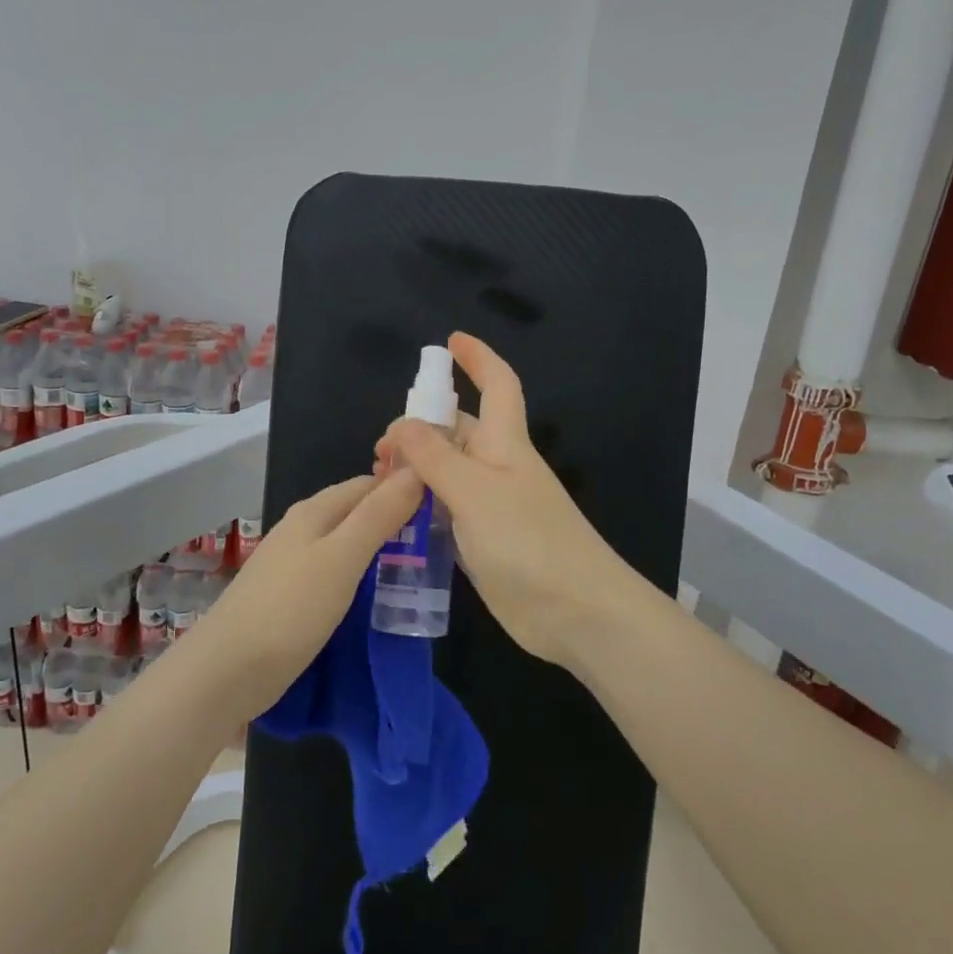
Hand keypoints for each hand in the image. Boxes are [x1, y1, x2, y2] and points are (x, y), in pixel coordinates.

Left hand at [185, 469, 425, 722]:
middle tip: (440, 538)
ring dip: (378, 549)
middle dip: (394, 518)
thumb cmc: (289, 610)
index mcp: (314, 511)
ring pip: (346, 543)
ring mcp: (293, 564)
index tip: (445, 502)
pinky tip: (378, 594)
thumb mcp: (342, 558)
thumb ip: (378, 515)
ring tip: (419, 565)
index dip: (404, 486)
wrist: (226, 672)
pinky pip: (335, 573)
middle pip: (356, 511)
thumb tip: (416, 471)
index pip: (368, 483)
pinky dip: (360, 576)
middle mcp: (302, 529)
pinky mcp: (290, 597)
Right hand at [374, 333, 639, 670]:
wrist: (574, 612)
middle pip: (460, 431)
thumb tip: (402, 424)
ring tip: (378, 483)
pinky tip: (395, 518)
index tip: (451, 341)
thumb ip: (435, 458)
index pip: (499, 385)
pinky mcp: (485, 542)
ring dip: (416, 471)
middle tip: (379, 451)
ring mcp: (492, 507)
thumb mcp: (475, 492)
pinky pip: (448, 511)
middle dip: (421, 428)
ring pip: (448, 474)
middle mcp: (499, 469)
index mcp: (506, 444)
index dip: (478, 359)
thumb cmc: (529, 541)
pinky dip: (422, 507)